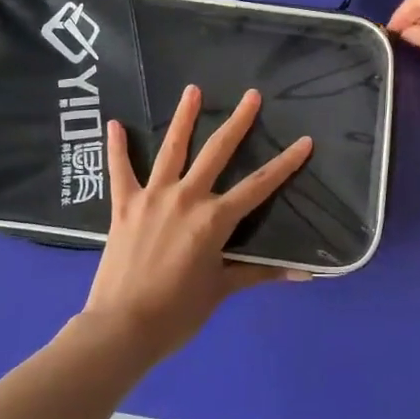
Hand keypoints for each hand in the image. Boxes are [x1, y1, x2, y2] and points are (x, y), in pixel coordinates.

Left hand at [83, 85, 312, 362]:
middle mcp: (187, 198)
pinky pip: (120, 171)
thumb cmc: (178, 313)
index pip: (259, 185)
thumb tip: (305, 273)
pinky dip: (117, 148)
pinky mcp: (124, 205)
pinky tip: (114, 124)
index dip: (285, 163)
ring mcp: (153, 197)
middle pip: (217, 152)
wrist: (122, 328)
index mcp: (214, 219)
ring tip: (192, 90)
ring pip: (172, 149)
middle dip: (238, 122)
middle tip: (251, 96)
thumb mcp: (222, 290)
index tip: (304, 141)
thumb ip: (260, 272)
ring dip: (183, 118)